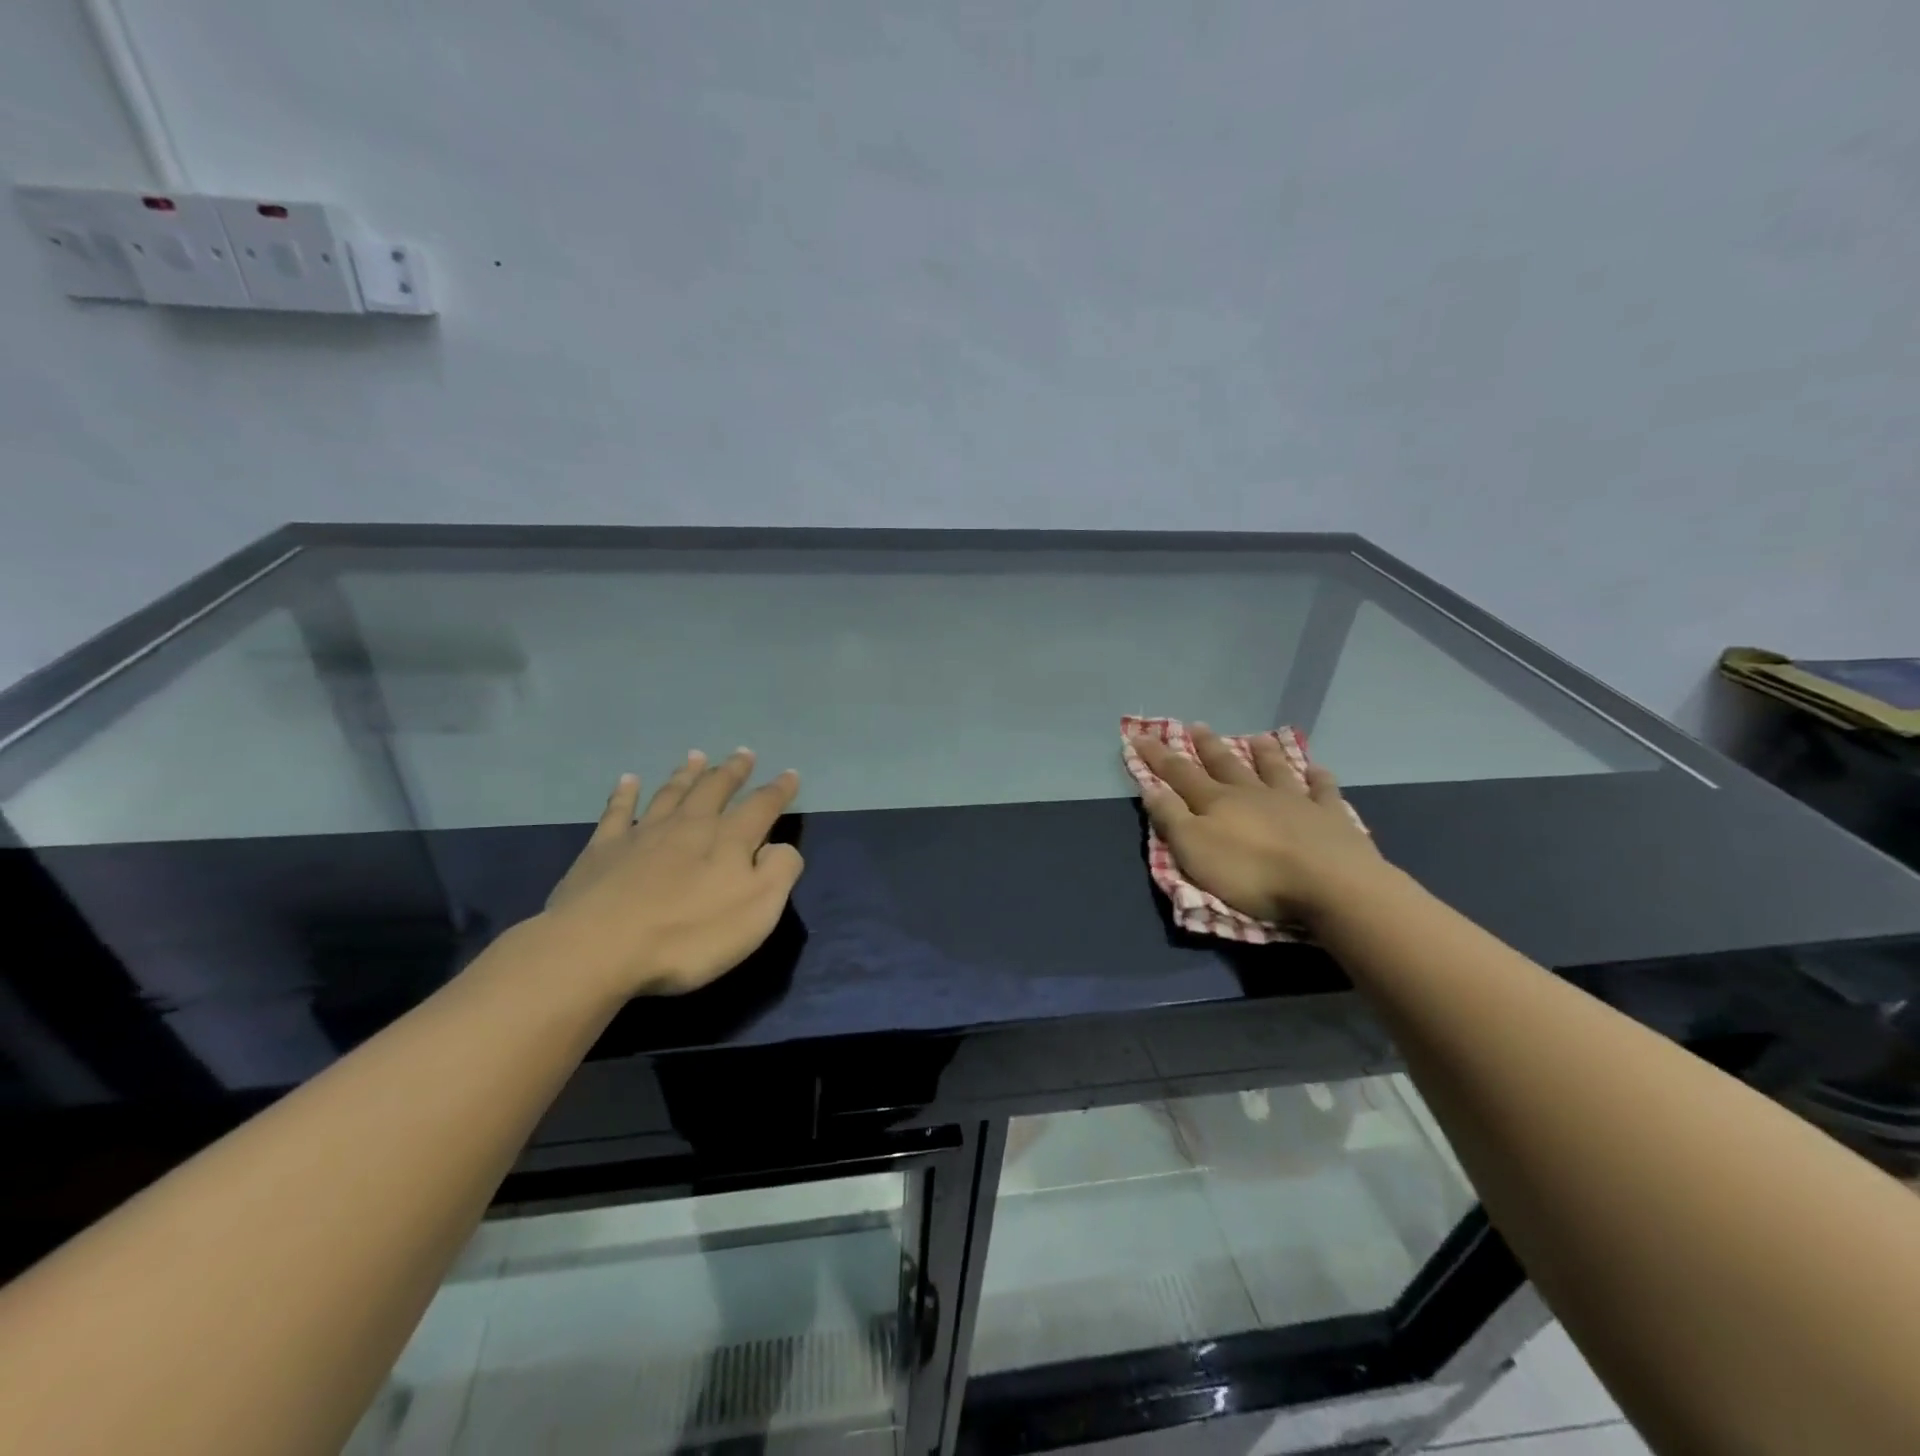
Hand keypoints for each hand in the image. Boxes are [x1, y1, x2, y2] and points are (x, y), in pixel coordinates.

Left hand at [540, 749, 803, 996]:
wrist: (600, 947)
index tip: (790, 774)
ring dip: (687, 773)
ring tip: (697, 756)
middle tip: (744, 753)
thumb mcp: (757, 910)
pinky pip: (618, 810)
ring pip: (671, 792)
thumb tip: (780, 846)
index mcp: (730, 840)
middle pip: (715, 789)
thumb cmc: (689, 935)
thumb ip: (779, 871)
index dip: (779, 790)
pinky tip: (629, 780)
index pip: (762, 806)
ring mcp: (643, 833)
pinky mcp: (604, 848)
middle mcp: (689, 825)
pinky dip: (625, 793)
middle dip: (732, 771)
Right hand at [1128, 725, 1383, 927]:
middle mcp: (1253, 793)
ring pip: (1274, 770)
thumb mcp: (1195, 850)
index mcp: (1217, 802)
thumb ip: (1171, 818)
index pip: (1180, 774)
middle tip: (1196, 726)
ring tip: (1257, 737)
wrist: (1329, 883)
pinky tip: (1318, 770)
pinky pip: (1323, 791)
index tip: (1140, 736)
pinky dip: (1318, 779)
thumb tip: (1150, 787)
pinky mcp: (1330, 817)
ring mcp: (1295, 801)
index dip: (1158, 756)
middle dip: (1207, 746)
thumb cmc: (1252, 873)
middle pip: (1226, 765)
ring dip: (1264, 753)